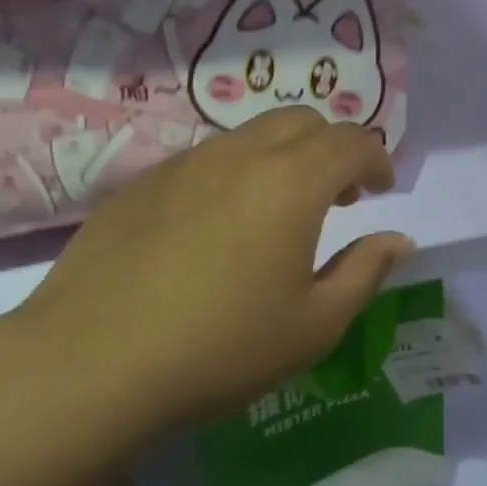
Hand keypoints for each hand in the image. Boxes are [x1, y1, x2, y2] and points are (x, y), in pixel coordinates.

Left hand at [4, 108, 409, 442]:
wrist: (90, 364)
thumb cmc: (220, 348)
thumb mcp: (313, 325)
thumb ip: (364, 271)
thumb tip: (396, 239)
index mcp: (291, 182)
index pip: (351, 141)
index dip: (376, 159)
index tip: (382, 188)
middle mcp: (241, 154)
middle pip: (302, 121)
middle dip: (332, 148)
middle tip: (338, 196)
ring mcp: (185, 163)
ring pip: (251, 135)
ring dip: (283, 158)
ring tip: (279, 211)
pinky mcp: (143, 182)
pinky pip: (207, 159)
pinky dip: (236, 174)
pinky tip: (218, 228)